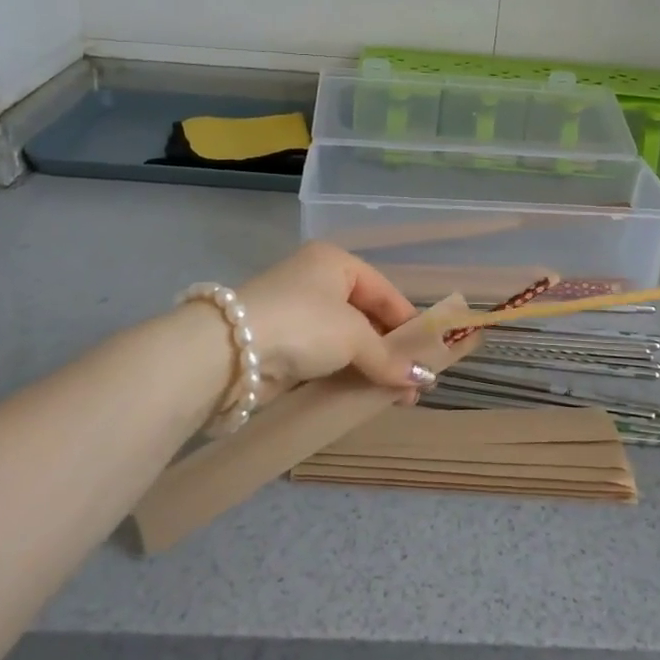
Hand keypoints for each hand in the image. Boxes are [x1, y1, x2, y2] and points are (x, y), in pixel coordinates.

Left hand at [233, 242, 432, 395]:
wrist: (230, 352)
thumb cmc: (303, 324)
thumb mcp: (354, 336)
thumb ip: (390, 358)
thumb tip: (425, 381)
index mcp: (335, 262)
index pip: (385, 291)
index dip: (408, 323)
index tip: (430, 355)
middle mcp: (316, 282)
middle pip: (366, 317)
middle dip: (392, 351)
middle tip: (414, 384)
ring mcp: (297, 315)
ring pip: (346, 342)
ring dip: (372, 368)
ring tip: (397, 397)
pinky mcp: (282, 346)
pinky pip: (325, 360)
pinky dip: (345, 376)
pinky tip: (363, 397)